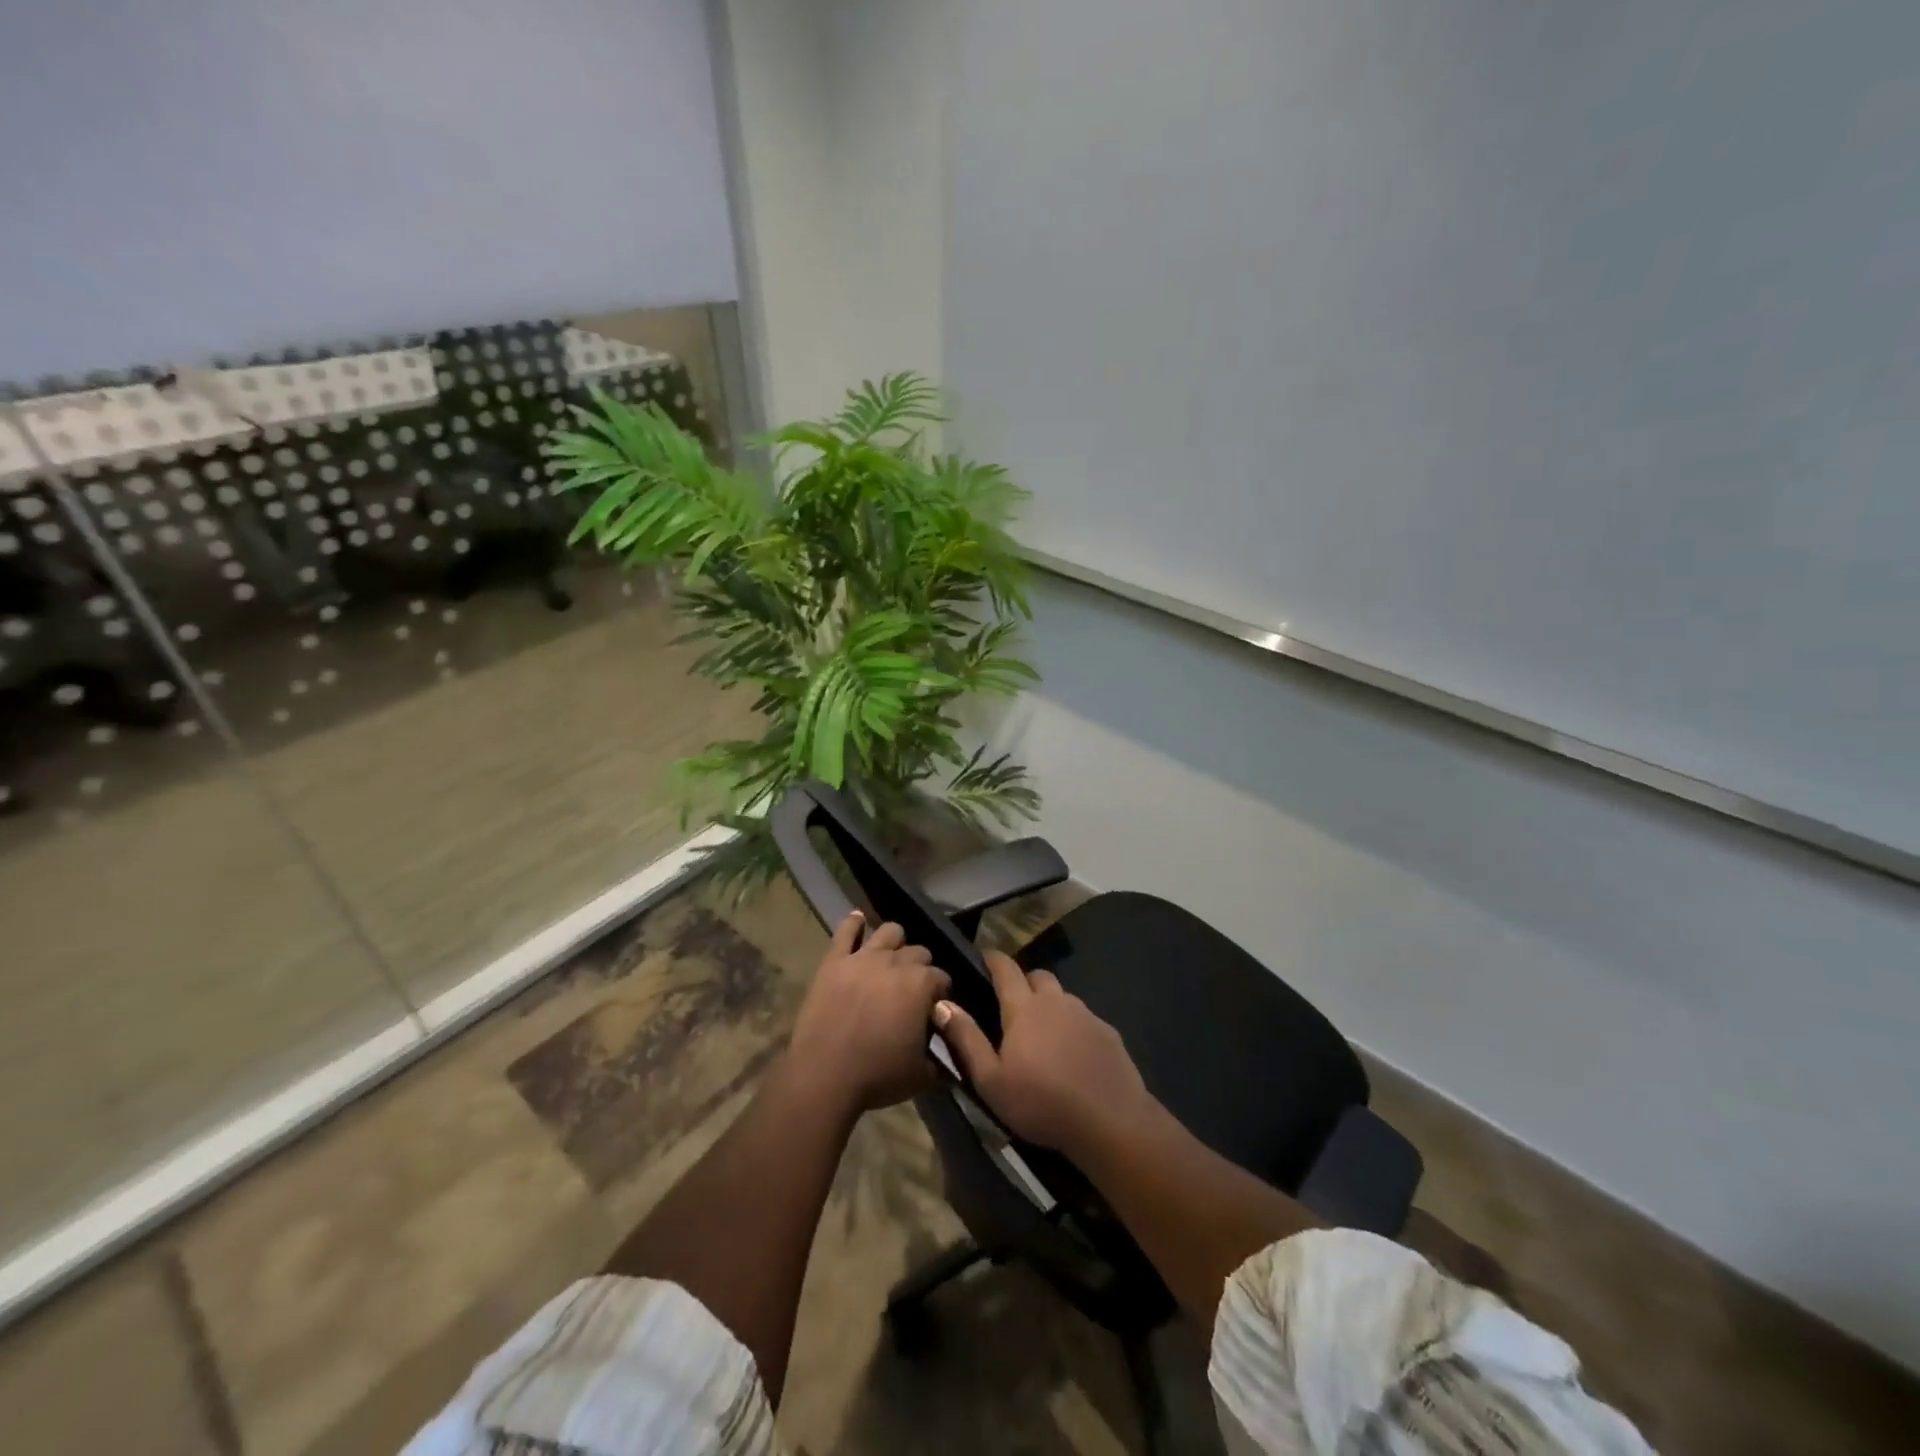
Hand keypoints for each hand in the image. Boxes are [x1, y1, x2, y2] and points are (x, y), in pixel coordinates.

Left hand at [787, 912, 950, 1114]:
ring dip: (895, 943)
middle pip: (918, 952)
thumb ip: (943, 1055)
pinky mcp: (835, 960)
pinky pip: (846, 931)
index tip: (933, 1009)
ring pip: (889, 932)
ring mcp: (864, 957)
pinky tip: (859, 921)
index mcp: (922, 984)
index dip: (940, 994)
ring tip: (891, 959)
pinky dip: (854, 923)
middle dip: (920, 967)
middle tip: (911, 990)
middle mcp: (897, 962)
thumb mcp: (923, 1074)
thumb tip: (949, 1044)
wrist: (824, 1076)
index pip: (942, 978)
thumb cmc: (878, 1076)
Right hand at [932, 950, 1153, 1158]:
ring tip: (1043, 1034)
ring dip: (1050, 1005)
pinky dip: (1073, 1027)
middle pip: (1038, 976)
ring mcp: (1086, 1014)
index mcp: (1024, 1007)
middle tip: (1012, 1005)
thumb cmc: (1040, 1102)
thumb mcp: (991, 1080)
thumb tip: (942, 1003)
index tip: (984, 959)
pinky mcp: (1108, 1032)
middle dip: (1024, 981)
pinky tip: (1072, 1054)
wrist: (1109, 1121)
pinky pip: (1085, 1019)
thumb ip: (966, 1039)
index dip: (993, 959)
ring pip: (1063, 997)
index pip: (1005, 968)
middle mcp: (1056, 1000)